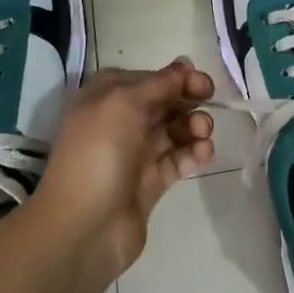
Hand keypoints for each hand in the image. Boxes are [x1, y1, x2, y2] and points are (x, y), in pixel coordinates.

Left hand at [35, 58, 215, 275]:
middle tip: (209, 101)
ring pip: (173, 130)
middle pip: (163, 102)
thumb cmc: (98, 153)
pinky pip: (178, 159)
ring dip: (194, 125)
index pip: (146, 78)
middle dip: (188, 99)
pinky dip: (193, 152)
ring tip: (203, 133)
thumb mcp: (124, 103)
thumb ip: (159, 83)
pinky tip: (204, 152)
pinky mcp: (150, 182)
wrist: (84, 227)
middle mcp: (119, 122)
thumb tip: (184, 65)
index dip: (174, 77)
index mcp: (104, 98)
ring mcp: (134, 154)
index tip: (200, 82)